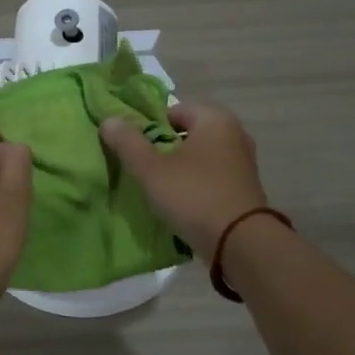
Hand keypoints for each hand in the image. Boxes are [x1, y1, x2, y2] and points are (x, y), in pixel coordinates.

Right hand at [101, 102, 268, 251]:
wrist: (241, 243)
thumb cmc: (194, 195)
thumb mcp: (151, 169)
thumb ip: (128, 142)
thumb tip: (110, 121)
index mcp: (215, 119)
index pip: (172, 110)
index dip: (148, 127)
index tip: (134, 149)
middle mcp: (234, 134)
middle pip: (187, 134)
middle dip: (163, 148)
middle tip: (143, 169)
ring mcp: (243, 162)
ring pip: (200, 157)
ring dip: (179, 169)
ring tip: (158, 188)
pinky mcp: (245, 188)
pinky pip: (212, 177)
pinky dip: (196, 184)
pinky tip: (181, 202)